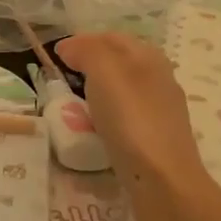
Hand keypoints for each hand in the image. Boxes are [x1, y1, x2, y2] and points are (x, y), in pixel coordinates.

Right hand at [55, 32, 220, 220]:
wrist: (164, 183)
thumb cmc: (132, 121)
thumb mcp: (105, 72)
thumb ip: (87, 51)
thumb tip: (70, 47)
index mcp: (150, 56)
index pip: (111, 37)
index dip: (82, 41)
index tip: (56, 56)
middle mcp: (159, 78)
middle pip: (119, 62)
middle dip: (90, 65)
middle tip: (63, 78)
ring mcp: (161, 110)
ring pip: (123, 90)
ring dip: (98, 92)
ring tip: (75, 104)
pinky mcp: (156, 139)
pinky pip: (126, 116)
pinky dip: (107, 116)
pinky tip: (97, 129)